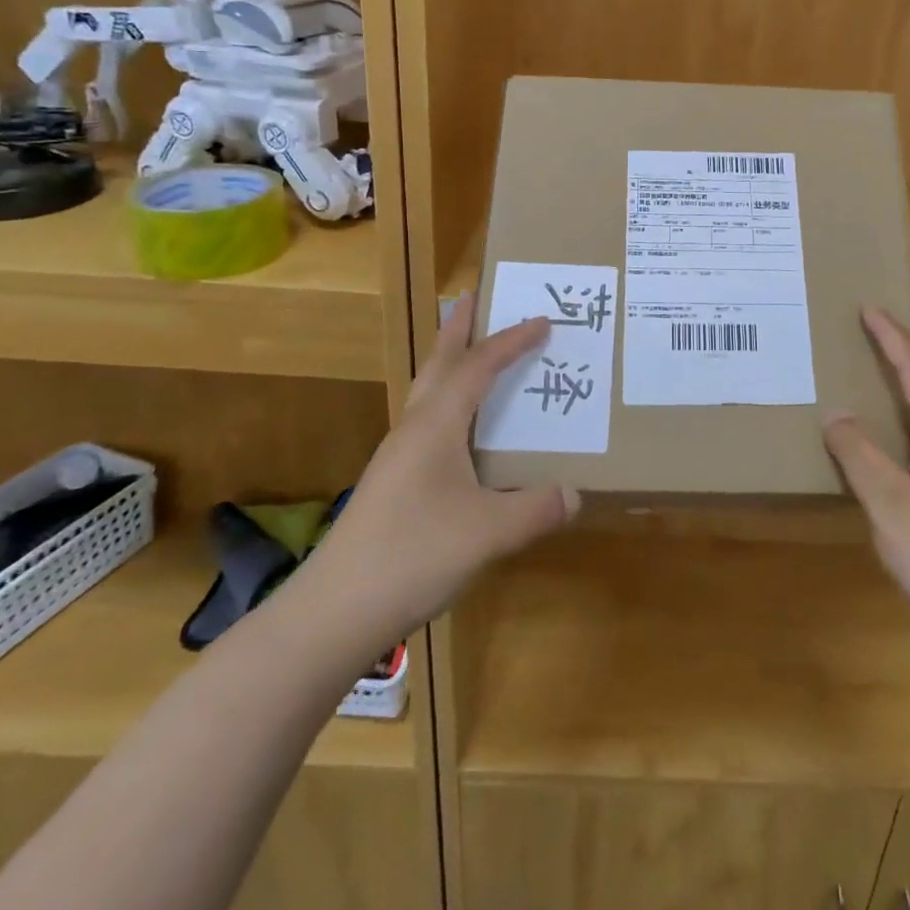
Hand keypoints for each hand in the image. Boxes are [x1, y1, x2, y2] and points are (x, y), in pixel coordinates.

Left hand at [308, 296, 579, 637]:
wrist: (334, 610)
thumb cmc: (412, 554)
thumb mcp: (488, 532)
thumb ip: (536, 509)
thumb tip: (576, 494)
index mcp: (436, 426)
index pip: (478, 367)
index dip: (511, 342)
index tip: (542, 321)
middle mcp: (413, 430)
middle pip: (438, 365)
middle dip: (457, 331)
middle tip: (472, 299)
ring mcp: (398, 457)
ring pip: (428, 394)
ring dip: (450, 365)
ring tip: (472, 355)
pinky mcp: (393, 484)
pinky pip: (428, 424)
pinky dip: (449, 405)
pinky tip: (462, 433)